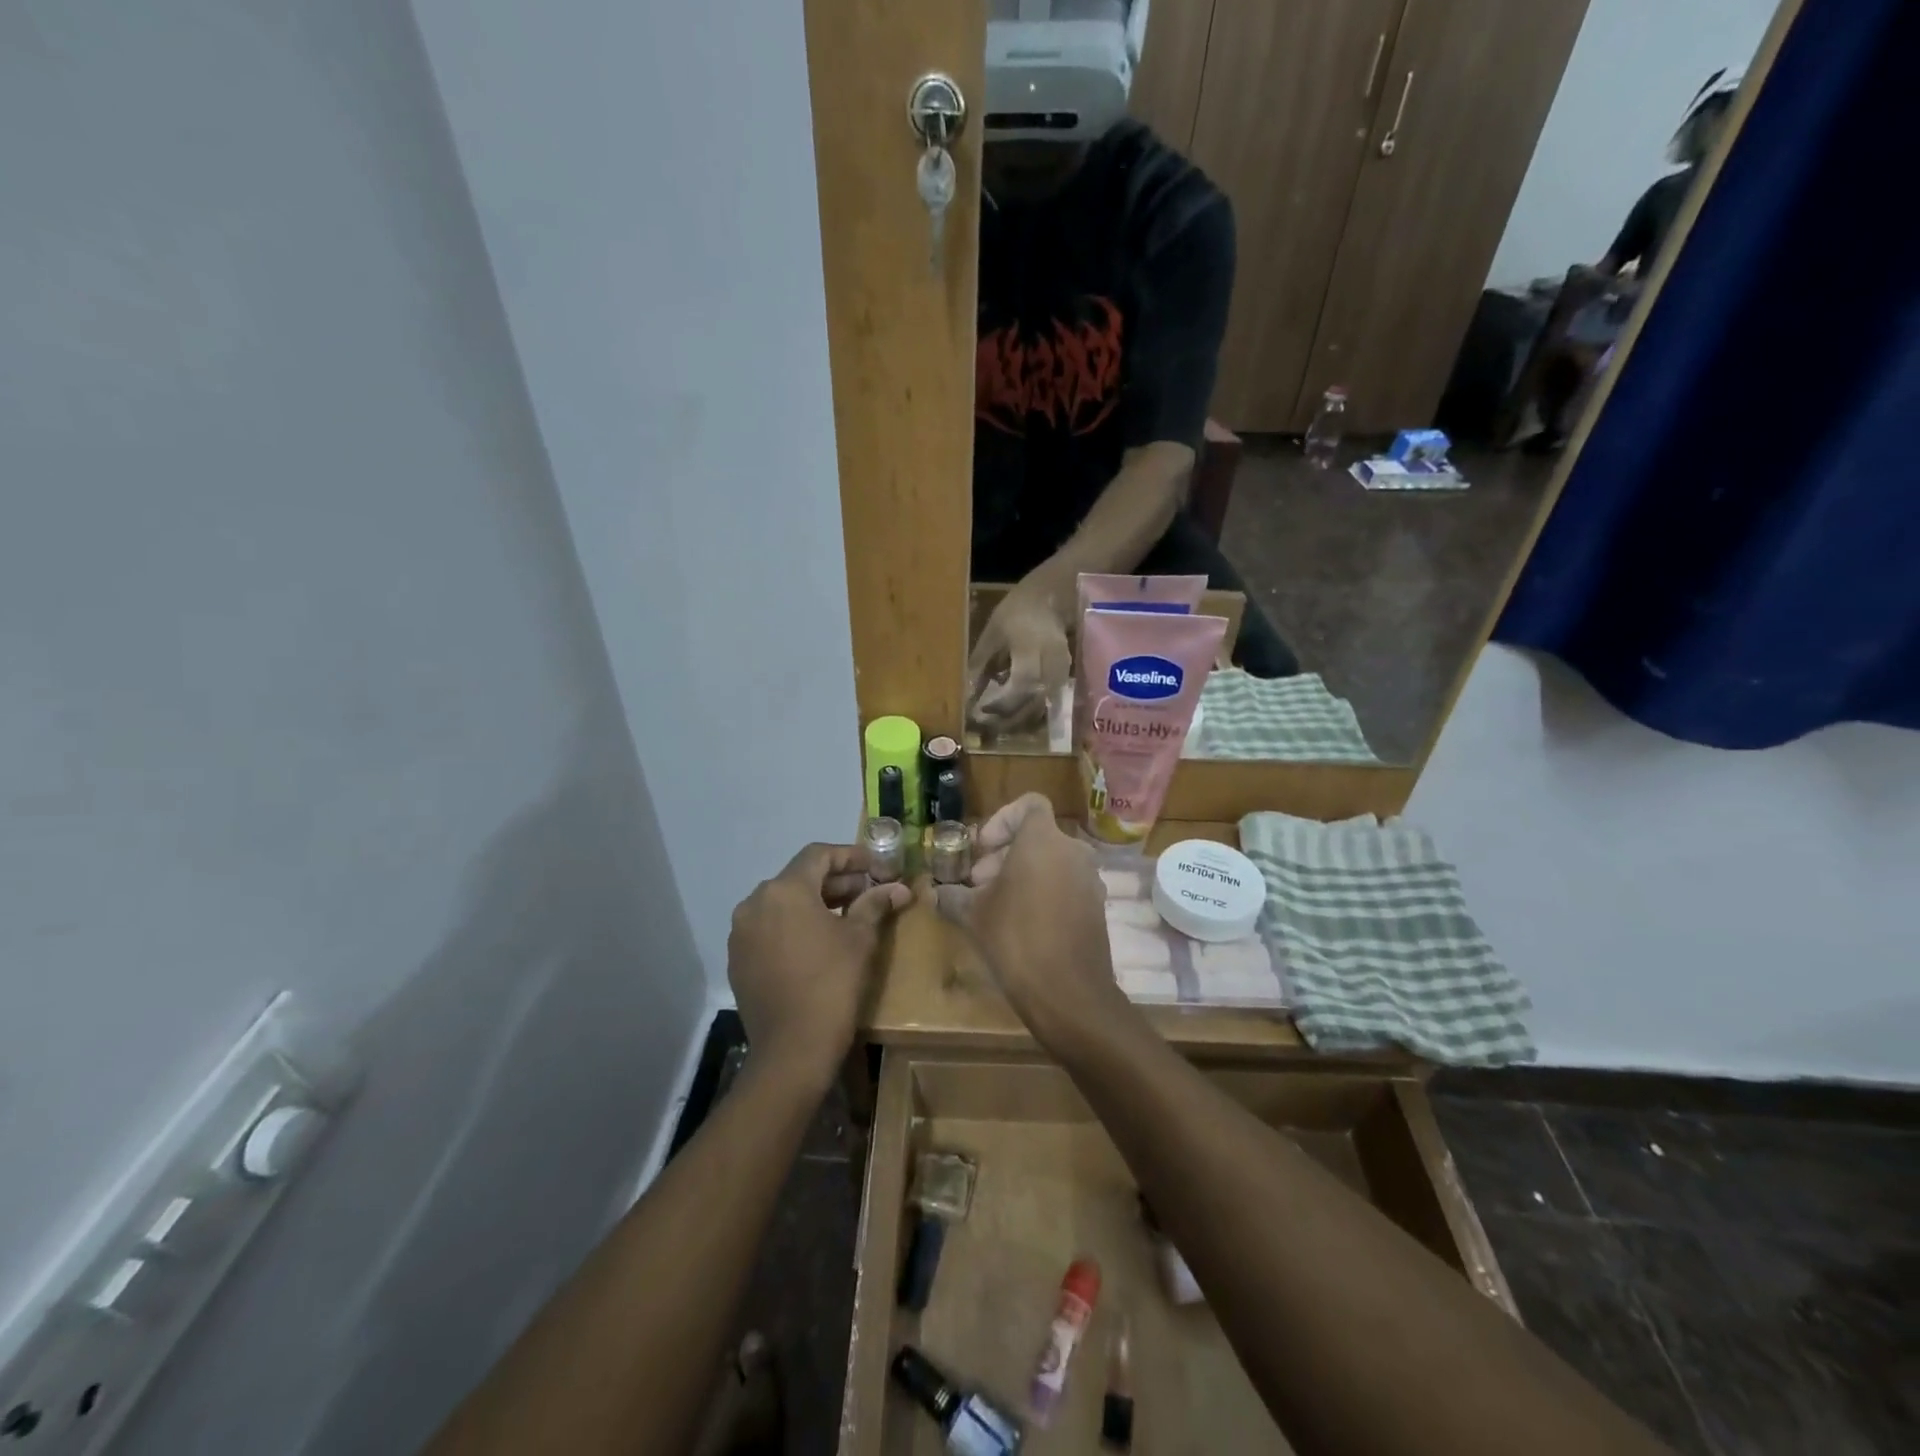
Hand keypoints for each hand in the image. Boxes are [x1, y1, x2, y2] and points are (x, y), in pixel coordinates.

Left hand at [728, 844, 910, 1088]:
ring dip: (813, 902)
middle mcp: (754, 902)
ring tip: (845, 916)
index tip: (874, 865)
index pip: (818, 855)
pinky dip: (793, 925)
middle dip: (834, 881)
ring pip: (781, 903)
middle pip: (799, 877)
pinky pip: (768, 927)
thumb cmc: (832, 985)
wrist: (791, 1051)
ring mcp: (741, 932)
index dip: (850, 855)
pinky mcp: (737, 959)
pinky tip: (817, 942)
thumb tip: (898, 888)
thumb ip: (875, 904)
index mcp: (784, 890)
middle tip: (866, 891)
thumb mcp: (860, 939)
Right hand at [937, 793, 1132, 1049]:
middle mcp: (1073, 852)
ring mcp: (1090, 880)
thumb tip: (936, 894)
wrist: (1068, 993)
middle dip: (1004, 855)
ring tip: (996, 907)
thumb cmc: (1015, 939)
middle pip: (1036, 837)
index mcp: (1043, 841)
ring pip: (1051, 862)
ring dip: (1022, 875)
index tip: (982, 850)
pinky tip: (1021, 926)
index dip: (1001, 820)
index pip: (1029, 804)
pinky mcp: (1097, 908)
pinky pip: (1066, 885)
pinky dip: (1043, 893)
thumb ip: (952, 896)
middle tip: (978, 885)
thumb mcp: (973, 915)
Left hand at [967, 579, 1069, 732]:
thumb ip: (980, 664)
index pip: (1023, 684)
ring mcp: (1063, 674)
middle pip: (1035, 703)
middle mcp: (1052, 665)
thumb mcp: (992, 634)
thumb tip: (966, 695)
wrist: (1051, 600)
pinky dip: (1029, 714)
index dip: (1003, 703)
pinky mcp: (1065, 680)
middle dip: (1009, 720)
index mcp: (1033, 649)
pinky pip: (1048, 705)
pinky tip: (1012, 715)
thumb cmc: (1017, 612)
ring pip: (1043, 708)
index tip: (982, 710)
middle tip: (985, 725)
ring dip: (1019, 721)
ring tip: (996, 723)